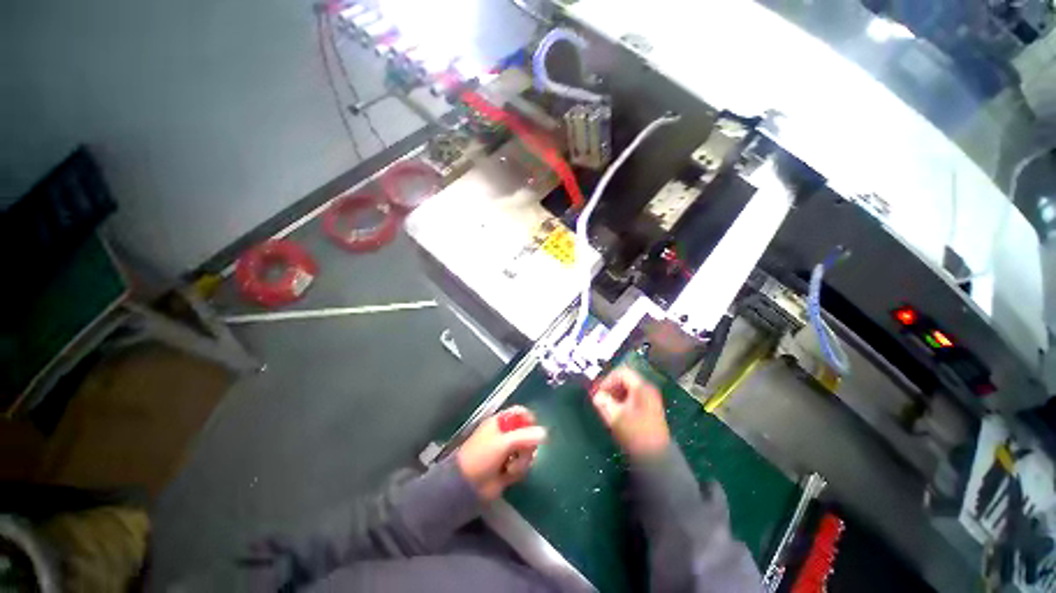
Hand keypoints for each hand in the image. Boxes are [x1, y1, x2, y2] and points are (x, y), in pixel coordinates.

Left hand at [456, 406, 546, 500]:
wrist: (467, 486)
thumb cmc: (482, 456)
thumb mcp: (503, 443)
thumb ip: (525, 436)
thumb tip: (545, 433)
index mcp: (500, 422)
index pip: (520, 413)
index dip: (529, 420)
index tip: (534, 430)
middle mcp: (505, 434)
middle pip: (528, 433)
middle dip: (527, 445)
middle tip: (522, 452)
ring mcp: (507, 451)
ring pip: (527, 451)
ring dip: (522, 461)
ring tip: (511, 468)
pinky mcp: (509, 467)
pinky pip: (523, 465)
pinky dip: (518, 470)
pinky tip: (508, 475)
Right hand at [591, 367, 670, 458]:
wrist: (656, 457)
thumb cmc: (635, 433)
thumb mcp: (615, 416)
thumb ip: (603, 402)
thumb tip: (596, 396)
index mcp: (641, 387)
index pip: (621, 373)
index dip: (607, 380)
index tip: (598, 391)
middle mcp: (648, 390)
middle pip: (625, 380)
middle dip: (610, 387)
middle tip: (598, 397)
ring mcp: (650, 400)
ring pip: (628, 390)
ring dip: (614, 395)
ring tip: (605, 406)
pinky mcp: (650, 410)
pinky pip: (632, 398)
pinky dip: (621, 401)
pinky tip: (615, 412)